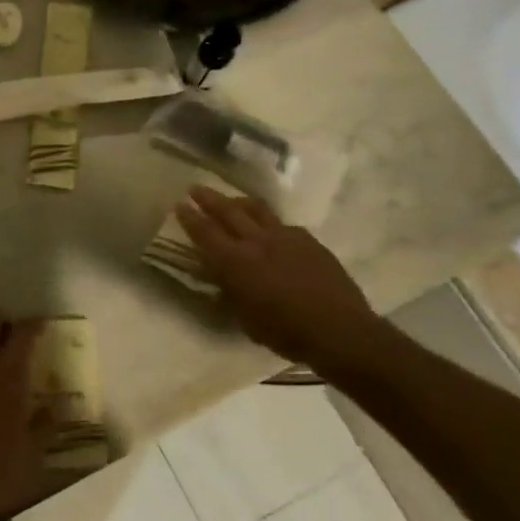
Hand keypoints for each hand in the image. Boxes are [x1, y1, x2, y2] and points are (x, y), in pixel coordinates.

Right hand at [177, 187, 381, 364]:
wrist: (339, 330)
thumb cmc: (285, 332)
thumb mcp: (245, 318)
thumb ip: (230, 292)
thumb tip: (221, 279)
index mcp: (235, 262)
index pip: (205, 233)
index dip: (190, 218)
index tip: (179, 204)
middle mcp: (257, 242)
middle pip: (228, 211)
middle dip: (209, 199)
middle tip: (195, 189)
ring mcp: (285, 237)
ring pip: (256, 210)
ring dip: (239, 202)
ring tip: (230, 199)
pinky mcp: (308, 241)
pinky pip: (282, 223)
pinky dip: (268, 221)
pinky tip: (270, 227)